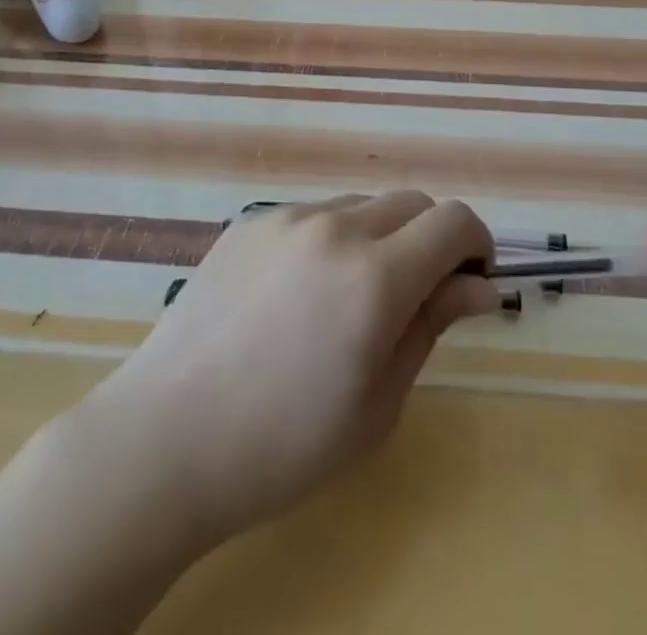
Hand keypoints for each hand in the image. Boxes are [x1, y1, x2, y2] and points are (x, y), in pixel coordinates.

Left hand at [83, 192, 499, 548]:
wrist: (166, 438)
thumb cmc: (284, 444)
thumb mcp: (377, 402)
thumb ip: (432, 325)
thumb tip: (481, 287)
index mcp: (375, 278)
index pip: (454, 221)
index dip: (476, 245)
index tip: (471, 283)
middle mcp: (334, 228)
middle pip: (412, 202)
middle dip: (431, 240)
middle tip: (415, 297)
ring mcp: (286, 218)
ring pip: (361, 206)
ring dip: (379, 239)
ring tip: (346, 302)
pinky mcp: (249, 221)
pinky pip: (312, 216)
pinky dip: (329, 242)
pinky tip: (296, 296)